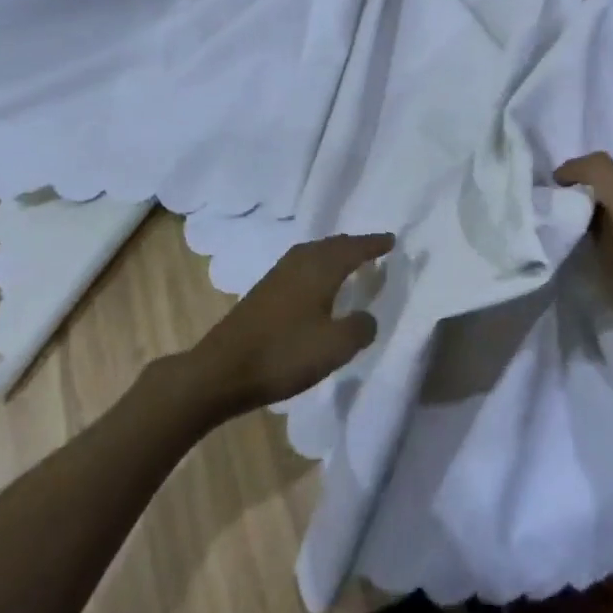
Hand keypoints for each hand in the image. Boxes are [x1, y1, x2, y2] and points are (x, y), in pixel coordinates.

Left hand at [188, 233, 391, 414]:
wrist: (220, 371)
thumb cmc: (284, 354)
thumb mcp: (335, 347)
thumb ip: (359, 328)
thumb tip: (367, 316)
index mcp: (320, 269)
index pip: (353, 248)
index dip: (374, 244)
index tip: (392, 241)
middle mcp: (299, 263)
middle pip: (331, 245)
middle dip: (353, 245)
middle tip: (372, 249)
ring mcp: (277, 276)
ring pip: (313, 253)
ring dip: (332, 254)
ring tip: (347, 263)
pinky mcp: (262, 292)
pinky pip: (299, 265)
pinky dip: (316, 266)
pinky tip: (314, 285)